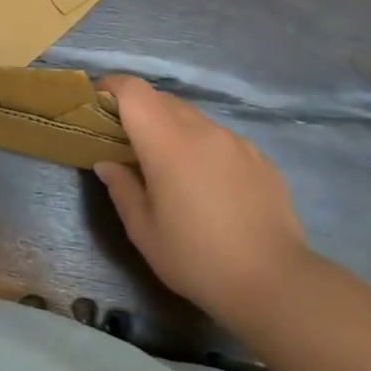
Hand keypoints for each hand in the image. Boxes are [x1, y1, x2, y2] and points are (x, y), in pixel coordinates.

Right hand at [94, 75, 314, 330]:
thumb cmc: (196, 259)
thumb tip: (108, 163)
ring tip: (167, 167)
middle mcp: (203, 131)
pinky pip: (219, 139)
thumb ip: (121, 188)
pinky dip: (201, 147)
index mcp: (168, 143)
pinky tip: (206, 185)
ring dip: (171, 129)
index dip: (111, 87)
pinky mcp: (260, 158)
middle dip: (137, 111)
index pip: (134, 92)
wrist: (274, 283)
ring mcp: (236, 142)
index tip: (96, 103)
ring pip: (193, 118)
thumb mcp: (143, 231)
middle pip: (162, 100)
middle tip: (124, 142)